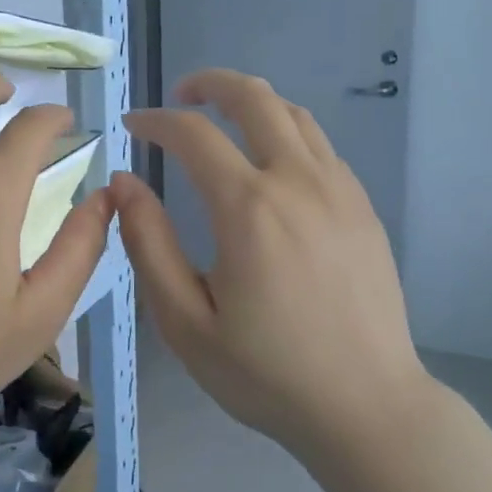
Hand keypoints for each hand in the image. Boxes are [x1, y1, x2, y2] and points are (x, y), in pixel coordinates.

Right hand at [113, 69, 428, 459]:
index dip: (155, 121)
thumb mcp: (186, 322)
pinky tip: (271, 165)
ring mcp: (339, 189)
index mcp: (249, 208)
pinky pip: (320, 146)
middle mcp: (297, 181)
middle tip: (181, 97)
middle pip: (255, 98)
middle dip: (210, 84)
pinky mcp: (363, 207)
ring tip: (224, 120)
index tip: (132, 125)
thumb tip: (123, 183)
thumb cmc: (267, 373)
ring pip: (294, 114)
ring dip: (253, 103)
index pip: (193, 134)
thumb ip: (149, 244)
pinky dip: (286, 133)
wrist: (367, 407)